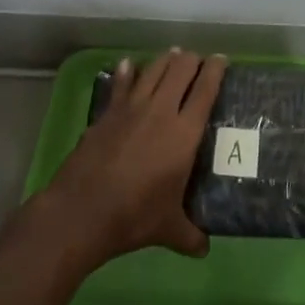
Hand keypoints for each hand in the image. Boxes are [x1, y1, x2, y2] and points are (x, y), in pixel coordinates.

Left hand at [43, 49, 226, 267]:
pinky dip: (127, 72)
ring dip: (165, 60)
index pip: (205, 90)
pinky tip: (129, 64)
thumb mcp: (169, 229)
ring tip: (173, 55)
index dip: (215, 70)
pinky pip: (121, 84)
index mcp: (184, 133)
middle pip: (180, 70)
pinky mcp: (106, 114)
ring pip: (152, 70)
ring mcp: (130, 109)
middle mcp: (161, 111)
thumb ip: (190, 235)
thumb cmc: (134, 216)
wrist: (83, 211)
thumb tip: (204, 249)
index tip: (221, 59)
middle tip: (198, 60)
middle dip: (191, 60)